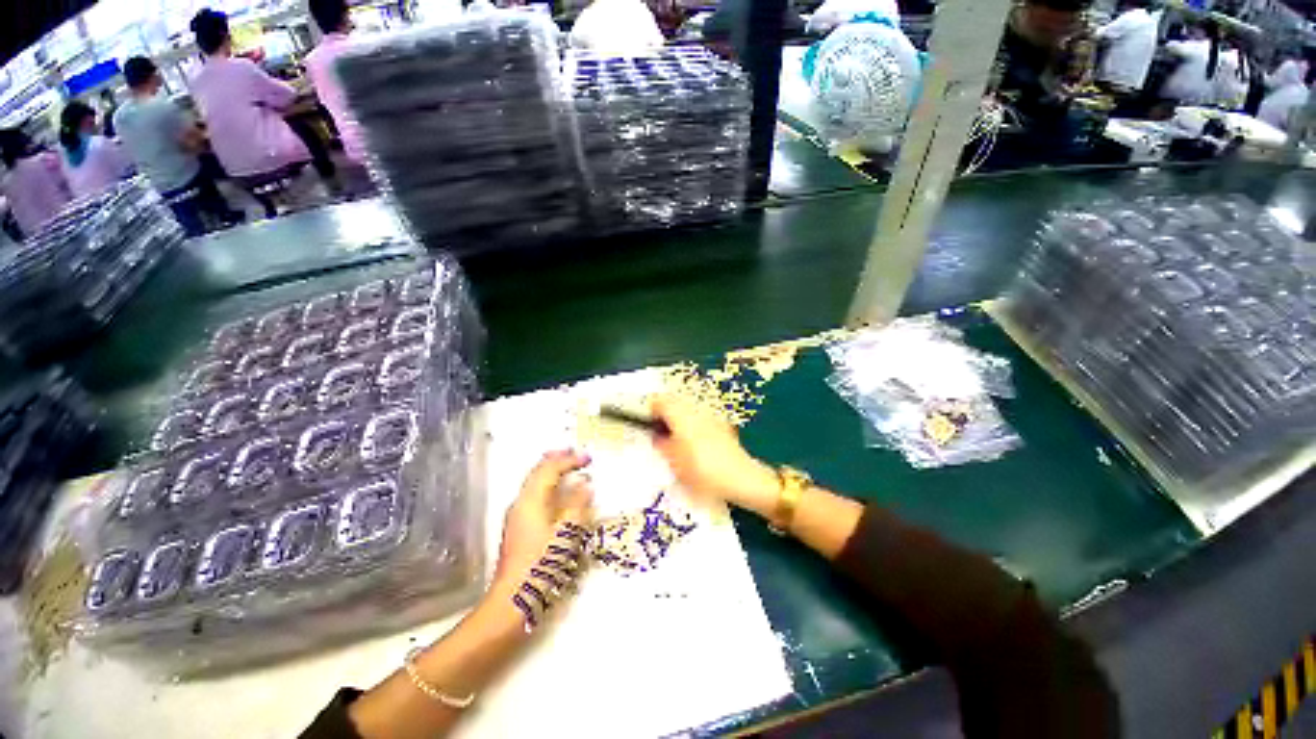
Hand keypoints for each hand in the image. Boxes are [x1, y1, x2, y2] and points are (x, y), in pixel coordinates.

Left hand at [490, 450, 594, 598]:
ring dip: (551, 470)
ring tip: (567, 464)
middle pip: (537, 471)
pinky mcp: (517, 525)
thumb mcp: (565, 534)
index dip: (569, 460)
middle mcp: (520, 502)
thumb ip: (577, 505)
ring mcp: (516, 514)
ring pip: (534, 481)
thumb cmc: (541, 565)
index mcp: (531, 500)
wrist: (512, 599)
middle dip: (557, 459)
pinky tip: (556, 491)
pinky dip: (547, 484)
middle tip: (575, 452)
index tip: (588, 458)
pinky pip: (533, 493)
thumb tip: (585, 484)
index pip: (550, 469)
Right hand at [650, 394, 779, 516]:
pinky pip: (699, 419)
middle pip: (674, 402)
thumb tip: (657, 436)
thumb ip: (662, 446)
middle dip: (664, 414)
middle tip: (659, 433)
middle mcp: (695, 411)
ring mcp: (710, 417)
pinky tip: (694, 447)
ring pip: (687, 410)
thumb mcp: (675, 463)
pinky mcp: (721, 425)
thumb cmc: (703, 471)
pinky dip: (691, 426)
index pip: (659, 401)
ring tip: (675, 442)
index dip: (650, 410)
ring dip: (677, 420)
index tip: (646, 423)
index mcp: (681, 417)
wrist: (741, 478)